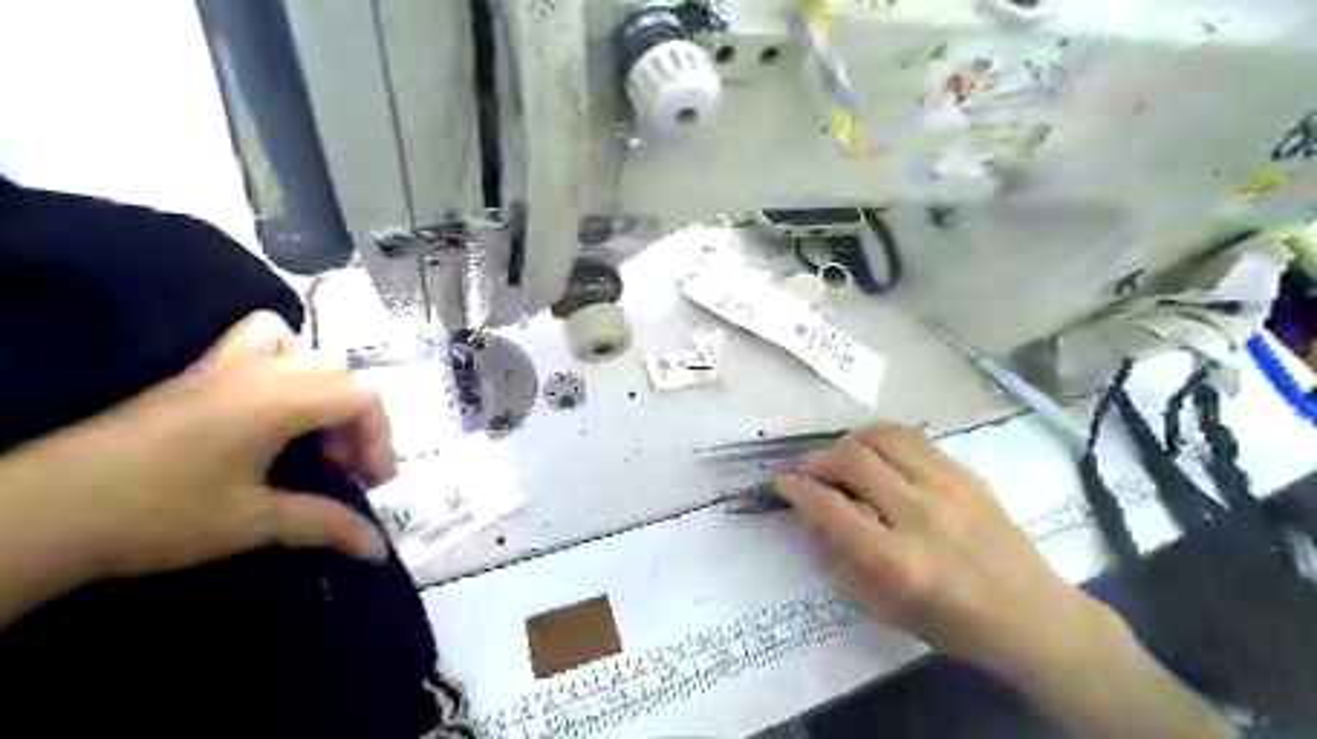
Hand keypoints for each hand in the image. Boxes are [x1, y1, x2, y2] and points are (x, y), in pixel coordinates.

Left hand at [28, 308, 389, 577]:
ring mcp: (224, 366)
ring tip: (311, 428)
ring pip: (301, 348)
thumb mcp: (254, 522)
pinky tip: (270, 405)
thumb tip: (377, 548)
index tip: (371, 482)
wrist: (47, 511)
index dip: (379, 437)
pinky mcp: (196, 374)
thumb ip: (325, 526)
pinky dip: (281, 359)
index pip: (361, 397)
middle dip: (356, 420)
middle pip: (340, 374)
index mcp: (279, 401)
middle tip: (342, 466)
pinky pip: (257, 339)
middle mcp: (260, 371)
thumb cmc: (159, 515)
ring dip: (322, 385)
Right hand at [781, 424, 1119, 679]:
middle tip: (810, 472)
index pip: (831, 507)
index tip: (781, 482)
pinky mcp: (965, 473)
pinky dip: (882, 438)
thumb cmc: (953, 625)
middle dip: (820, 460)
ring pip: (883, 437)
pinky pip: (912, 437)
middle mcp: (921, 513)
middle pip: (854, 459)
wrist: (1034, 616)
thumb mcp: (884, 608)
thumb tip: (810, 515)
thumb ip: (839, 559)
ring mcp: (948, 486)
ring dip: (851, 442)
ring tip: (842, 458)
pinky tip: (877, 454)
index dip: (797, 489)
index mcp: (898, 560)